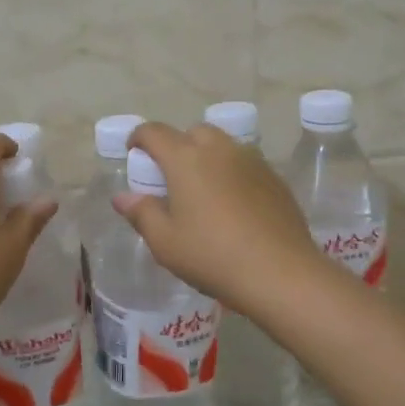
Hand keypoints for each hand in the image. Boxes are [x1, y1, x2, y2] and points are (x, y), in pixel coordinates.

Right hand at [113, 121, 325, 315]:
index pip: (155, 132)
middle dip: (177, 145)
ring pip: (222, 145)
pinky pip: (245, 164)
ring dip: (207, 157)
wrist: (281, 273)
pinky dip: (232, 173)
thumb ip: (142, 213)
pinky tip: (234, 205)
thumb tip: (123, 196)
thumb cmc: (213, 256)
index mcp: (185, 159)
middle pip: (192, 132)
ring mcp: (251, 161)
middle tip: (171, 176)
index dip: (139, 138)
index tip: (133, 152)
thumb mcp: (165, 242)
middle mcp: (219, 149)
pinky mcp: (274, 178)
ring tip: (203, 189)